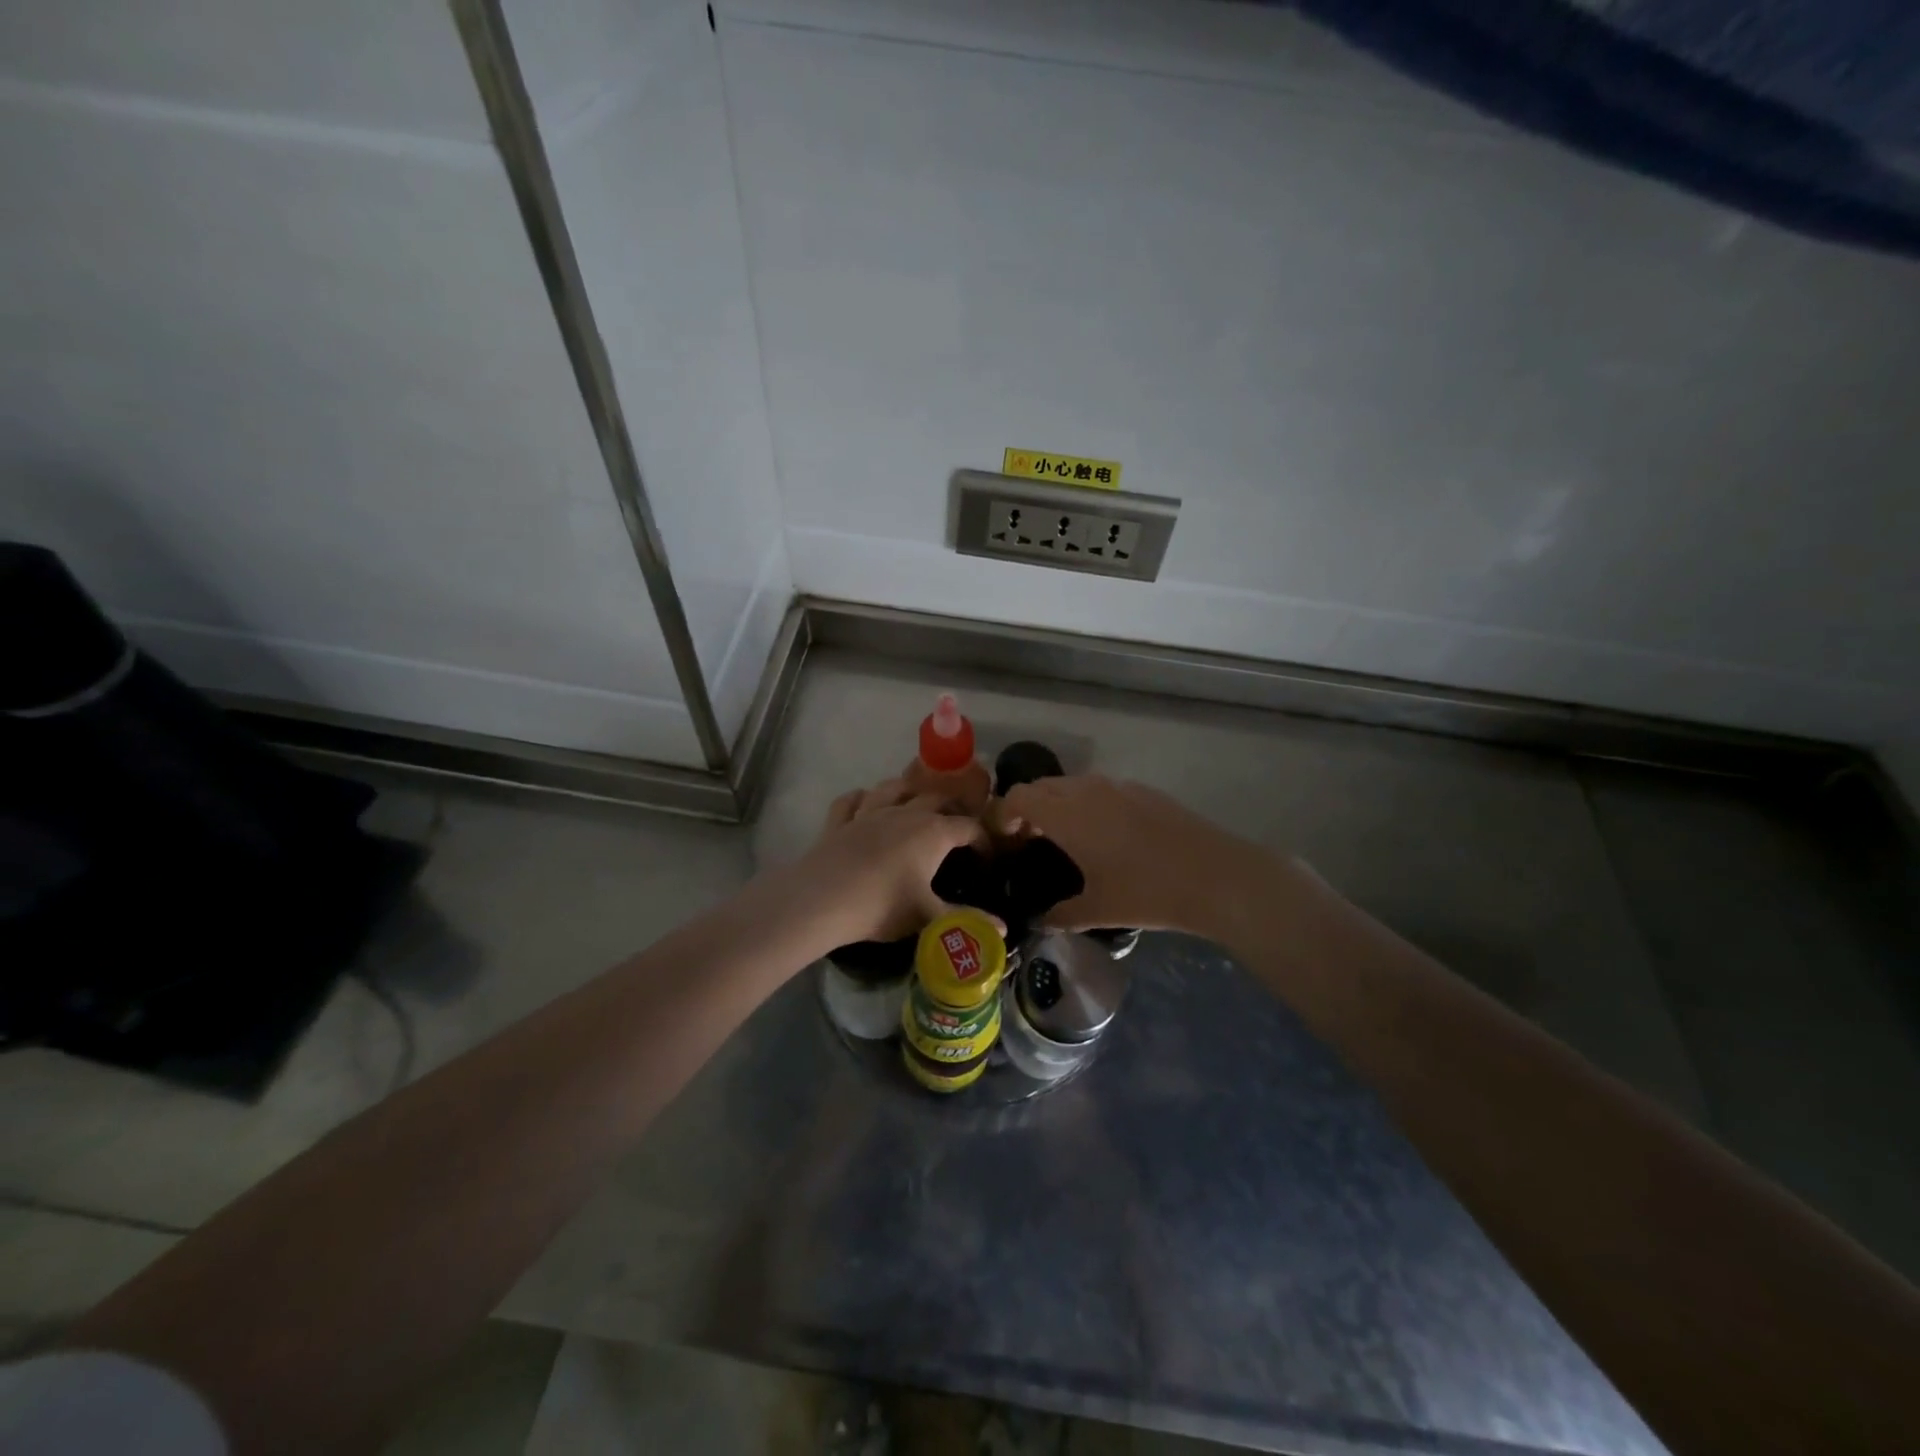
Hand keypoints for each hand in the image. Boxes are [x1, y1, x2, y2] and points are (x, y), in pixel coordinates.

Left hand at [793, 778, 989, 945]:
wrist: (821, 900)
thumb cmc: (882, 906)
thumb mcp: (929, 918)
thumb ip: (967, 921)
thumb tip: (1004, 931)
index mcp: (933, 832)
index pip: (969, 827)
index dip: (983, 841)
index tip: (986, 860)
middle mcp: (905, 813)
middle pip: (936, 798)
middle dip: (952, 808)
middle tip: (957, 829)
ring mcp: (869, 812)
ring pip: (894, 788)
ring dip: (909, 791)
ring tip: (915, 803)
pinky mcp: (839, 821)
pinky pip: (852, 799)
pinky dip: (861, 798)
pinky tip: (864, 805)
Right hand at [996, 775, 1265, 933]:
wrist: (1215, 876)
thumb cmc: (1147, 893)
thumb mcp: (1098, 910)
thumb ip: (1061, 915)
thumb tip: (1041, 922)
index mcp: (1066, 815)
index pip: (1018, 796)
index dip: (1004, 814)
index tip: (1005, 841)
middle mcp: (1087, 791)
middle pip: (1042, 786)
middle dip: (1028, 808)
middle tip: (1030, 841)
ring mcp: (1118, 786)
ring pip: (1072, 785)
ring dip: (1058, 804)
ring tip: (1066, 839)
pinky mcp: (1143, 790)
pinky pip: (1101, 789)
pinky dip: (1088, 804)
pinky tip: (1107, 836)